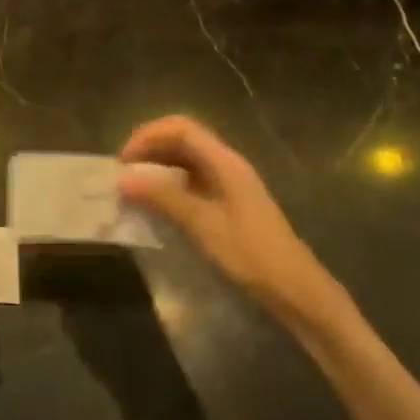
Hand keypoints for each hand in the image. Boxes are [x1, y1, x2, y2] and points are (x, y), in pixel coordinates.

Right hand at [118, 116, 334, 321]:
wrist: (296, 292)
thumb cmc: (251, 255)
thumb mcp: (203, 225)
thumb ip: (163, 198)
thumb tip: (123, 180)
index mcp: (225, 162)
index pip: (181, 128)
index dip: (148, 136)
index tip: (124, 160)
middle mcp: (227, 164)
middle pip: (182, 139)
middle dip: (149, 149)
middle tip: (123, 173)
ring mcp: (229, 183)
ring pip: (185, 160)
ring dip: (157, 167)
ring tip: (133, 187)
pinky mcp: (228, 202)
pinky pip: (192, 180)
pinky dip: (169, 185)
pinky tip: (156, 204)